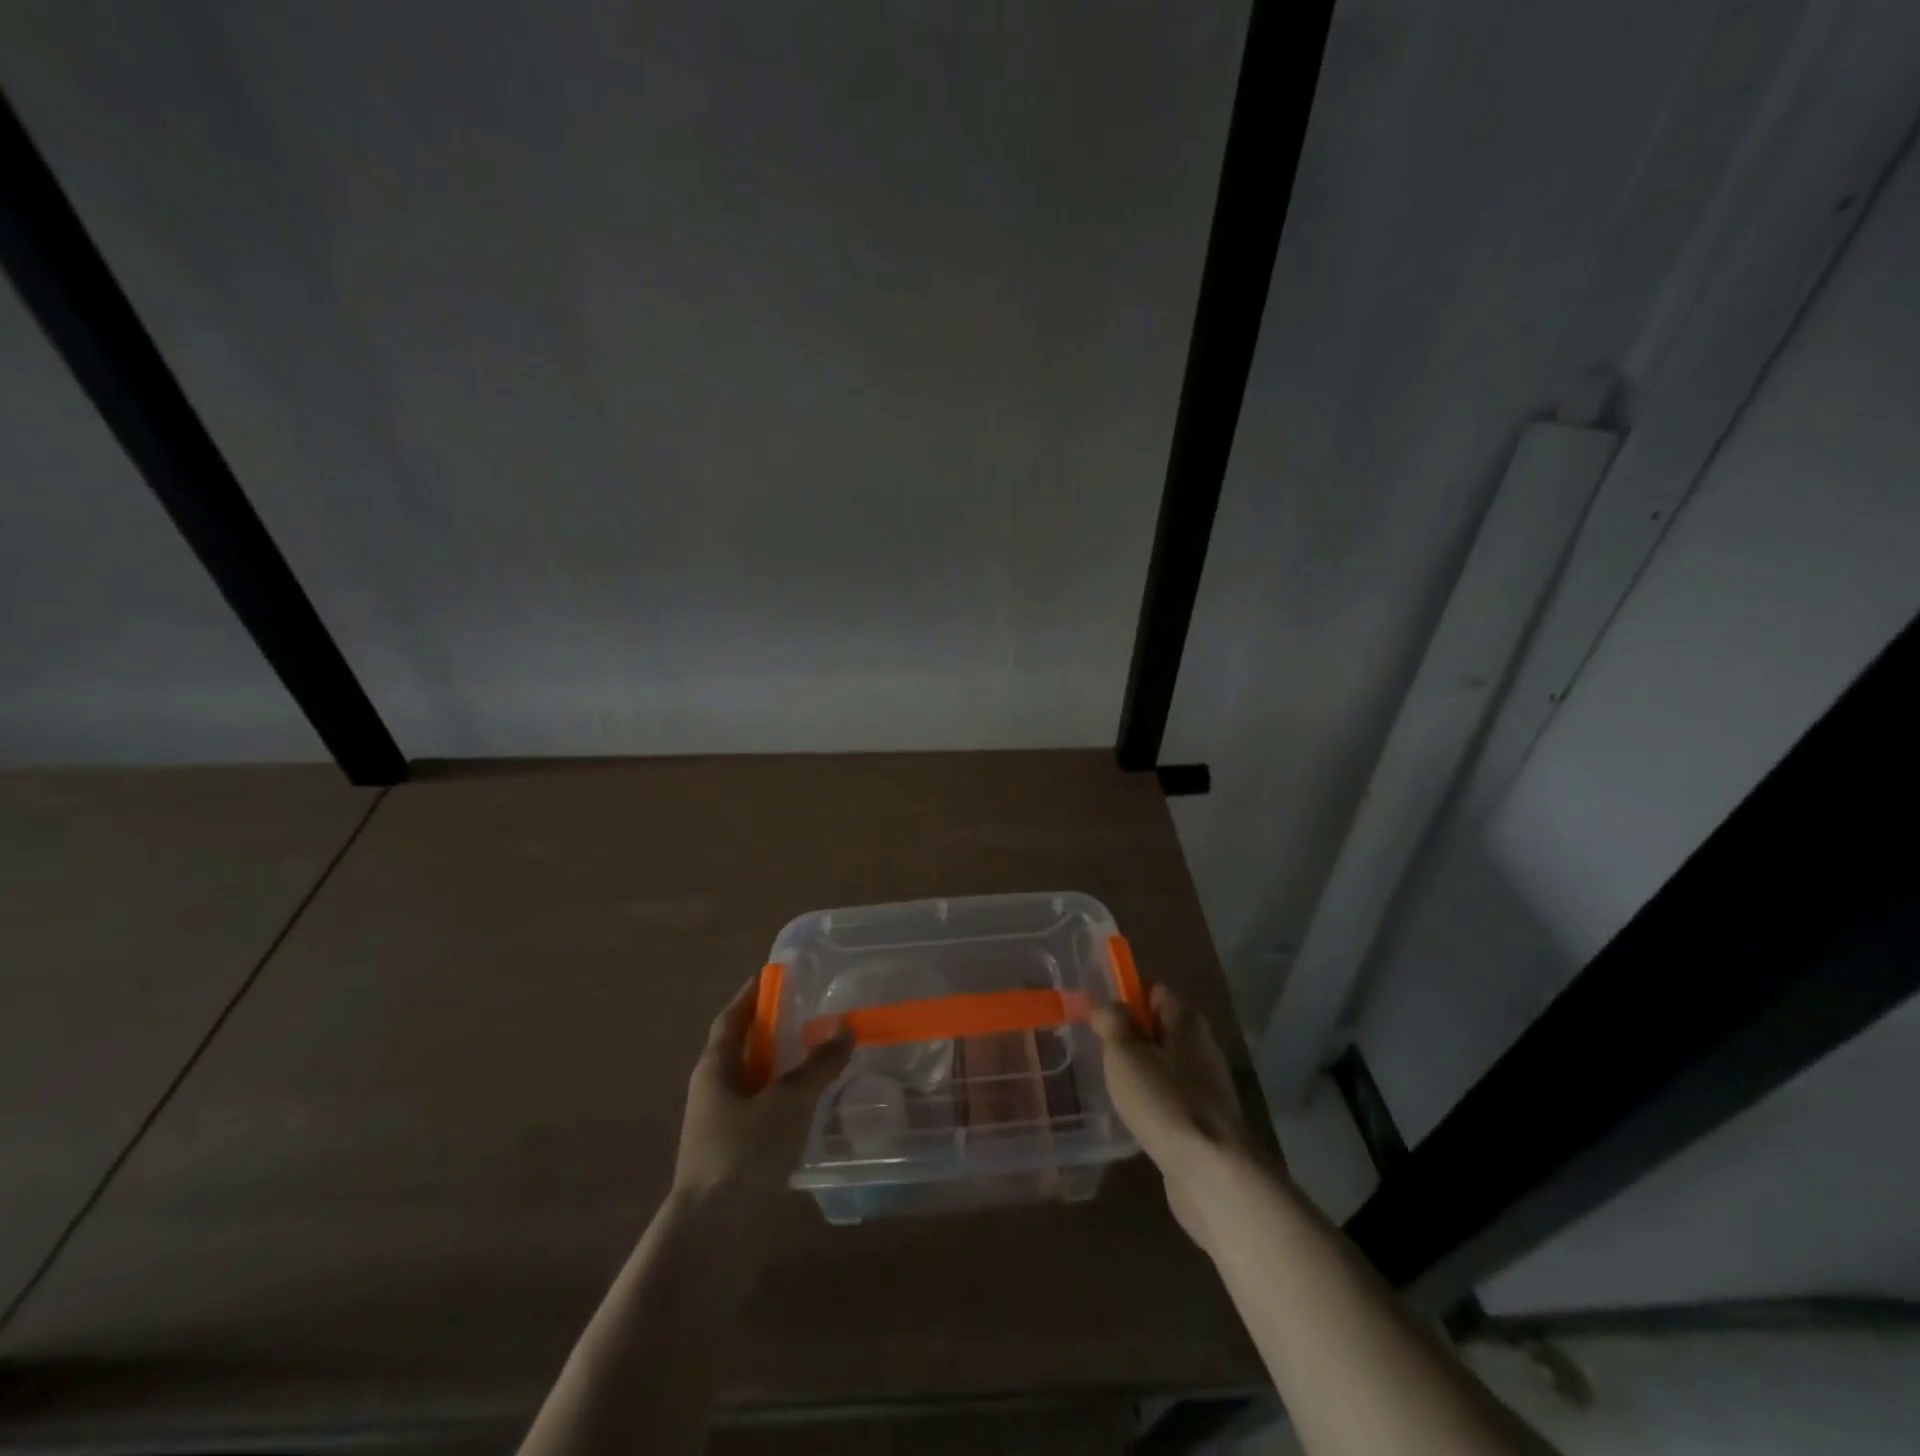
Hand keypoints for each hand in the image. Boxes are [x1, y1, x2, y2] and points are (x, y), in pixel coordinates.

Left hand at [673, 977, 852, 1205]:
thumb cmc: (743, 1152)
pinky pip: (764, 1113)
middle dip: (773, 1029)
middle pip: (744, 1048)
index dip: (751, 995)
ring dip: (783, 1067)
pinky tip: (814, 1106)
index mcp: (715, 1068)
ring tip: (821, 1055)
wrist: (712, 1236)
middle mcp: (714, 1091)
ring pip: (756, 1083)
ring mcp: (722, 1126)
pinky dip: (787, 1101)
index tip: (774, 975)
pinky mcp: (736, 1156)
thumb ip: (817, 1065)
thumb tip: (844, 1027)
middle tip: (811, 1011)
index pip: (732, 1018)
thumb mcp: (787, 1101)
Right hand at [1093, 983, 1272, 1248]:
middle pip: (1160, 1029)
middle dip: (1130, 1039)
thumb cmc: (1165, 1102)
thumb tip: (1106, 1006)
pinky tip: (1134, 1118)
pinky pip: (1171, 1098)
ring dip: (1140, 1073)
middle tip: (1100, 1053)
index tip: (1099, 1018)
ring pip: (1164, 1066)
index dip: (1126, 999)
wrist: (1213, 1175)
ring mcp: (1207, 1088)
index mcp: (1187, 1022)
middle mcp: (1202, 1048)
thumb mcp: (1125, 1054)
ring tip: (1111, 1086)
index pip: (1155, 992)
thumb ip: (1112, 1023)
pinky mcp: (1205, 1123)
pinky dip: (1152, 1103)